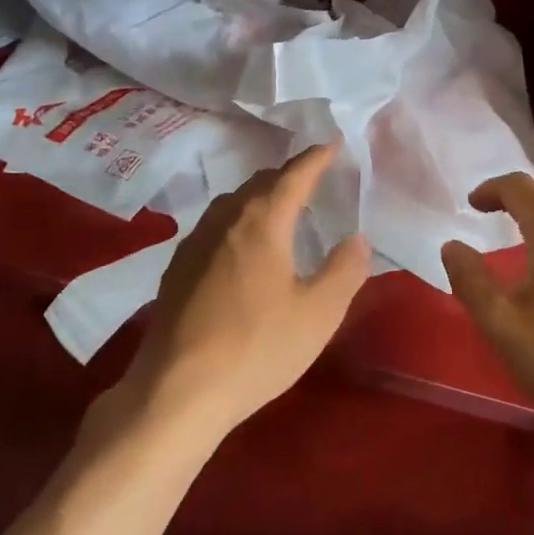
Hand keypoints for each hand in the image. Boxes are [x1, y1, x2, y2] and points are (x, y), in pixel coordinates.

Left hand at [116, 143, 371, 438]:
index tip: (333, 144)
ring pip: (233, 204)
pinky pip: (215, 227)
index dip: (317, 158)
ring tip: (280, 211)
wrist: (176, 390)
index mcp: (262, 221)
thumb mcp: (318, 313)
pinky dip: (238, 222)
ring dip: (260, 198)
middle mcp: (225, 219)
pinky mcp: (177, 269)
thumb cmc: (257, 347)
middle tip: (313, 181)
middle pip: (260, 183)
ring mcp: (195, 243)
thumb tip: (357, 239)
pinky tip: (242, 249)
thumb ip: (345, 270)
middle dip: (288, 176)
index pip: (294, 175)